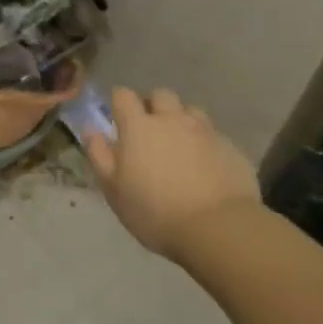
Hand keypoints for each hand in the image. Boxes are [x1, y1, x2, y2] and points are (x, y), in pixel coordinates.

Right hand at [85, 87, 260, 261]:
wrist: (218, 229)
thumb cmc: (155, 212)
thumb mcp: (114, 190)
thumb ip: (99, 155)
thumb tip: (91, 129)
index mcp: (139, 126)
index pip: (123, 95)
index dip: (119, 103)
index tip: (119, 120)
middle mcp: (172, 119)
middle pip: (161, 95)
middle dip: (154, 106)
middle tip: (151, 131)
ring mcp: (205, 131)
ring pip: (191, 111)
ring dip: (183, 121)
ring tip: (181, 146)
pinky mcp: (231, 147)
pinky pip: (214, 135)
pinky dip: (207, 144)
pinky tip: (207, 167)